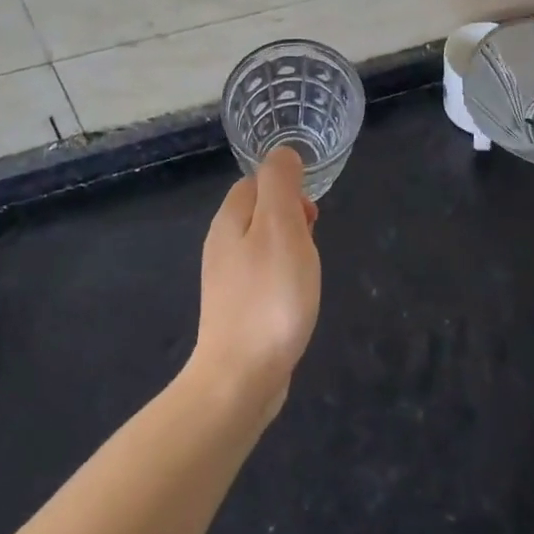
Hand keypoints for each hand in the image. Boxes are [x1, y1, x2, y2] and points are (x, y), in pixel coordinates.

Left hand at [192, 147, 320, 417]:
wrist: (240, 379)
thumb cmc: (269, 296)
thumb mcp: (281, 227)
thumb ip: (281, 184)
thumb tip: (283, 154)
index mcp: (230, 220)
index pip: (257, 181)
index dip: (287, 188)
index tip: (310, 216)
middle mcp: (222, 245)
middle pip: (261, 212)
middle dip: (292, 219)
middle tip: (311, 245)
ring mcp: (226, 280)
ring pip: (264, 245)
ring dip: (291, 250)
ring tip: (307, 274)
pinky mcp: (236, 309)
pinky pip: (264, 276)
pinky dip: (284, 278)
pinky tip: (295, 299)